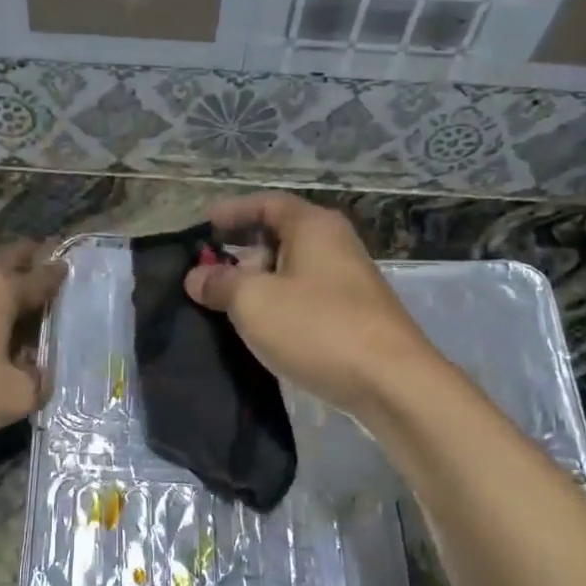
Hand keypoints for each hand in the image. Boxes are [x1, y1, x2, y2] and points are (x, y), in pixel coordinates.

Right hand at [184, 193, 441, 415]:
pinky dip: (278, 306)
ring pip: (292, 272)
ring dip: (257, 284)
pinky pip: (305, 299)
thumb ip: (220, 284)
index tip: (202, 228)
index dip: (231, 212)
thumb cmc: (317, 328)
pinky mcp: (353, 316)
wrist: (390, 382)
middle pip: (279, 236)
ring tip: (224, 306)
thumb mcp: (254, 302)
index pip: (266, 203)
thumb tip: (196, 277)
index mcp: (314, 226)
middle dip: (240, 253)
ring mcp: (348, 282)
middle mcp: (335, 245)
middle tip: (206, 276)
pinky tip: (259, 330)